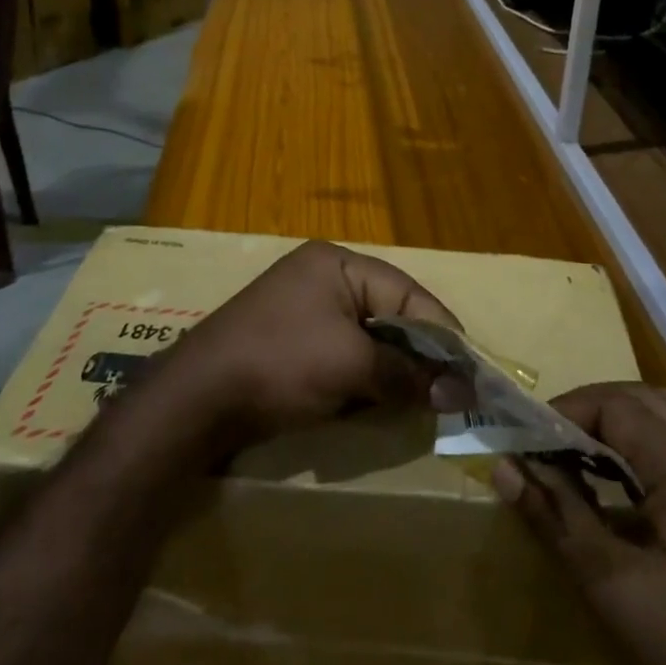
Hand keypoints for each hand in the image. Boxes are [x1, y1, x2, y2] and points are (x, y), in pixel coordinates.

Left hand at [153, 240, 462, 448]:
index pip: (406, 292)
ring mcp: (303, 310)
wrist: (195, 400)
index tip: (471, 370)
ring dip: (392, 368)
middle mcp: (322, 278)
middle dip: (418, 353)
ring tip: (422, 398)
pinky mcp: (290, 342)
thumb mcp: (351, 366)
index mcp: (337, 264)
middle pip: (389, 312)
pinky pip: (343, 352)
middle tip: (450, 389)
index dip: (441, 331)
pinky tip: (379, 400)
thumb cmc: (280, 363)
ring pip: (367, 336)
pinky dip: (364, 376)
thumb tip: (460, 393)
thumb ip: (407, 374)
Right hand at [495, 384, 665, 664]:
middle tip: (552, 435)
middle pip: (648, 399)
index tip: (527, 435)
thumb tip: (505, 467)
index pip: (617, 407)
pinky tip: (641, 462)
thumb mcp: (607, 582)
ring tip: (596, 433)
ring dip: (635, 410)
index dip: (567, 411)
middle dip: (596, 406)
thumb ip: (556, 514)